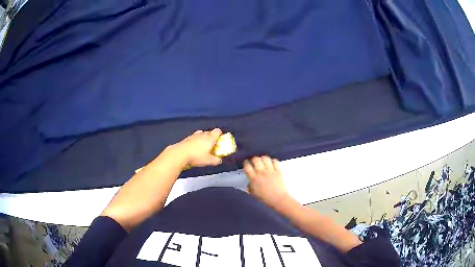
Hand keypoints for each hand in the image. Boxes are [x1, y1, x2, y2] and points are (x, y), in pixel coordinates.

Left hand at [171, 128, 222, 166]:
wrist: (179, 154)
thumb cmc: (196, 156)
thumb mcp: (209, 161)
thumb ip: (216, 160)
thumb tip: (219, 160)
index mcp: (210, 138)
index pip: (217, 131)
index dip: (219, 135)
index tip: (219, 141)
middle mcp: (202, 134)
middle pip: (209, 132)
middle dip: (211, 138)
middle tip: (211, 146)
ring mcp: (193, 135)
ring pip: (200, 134)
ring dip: (202, 139)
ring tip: (202, 147)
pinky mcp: (186, 139)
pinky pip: (193, 138)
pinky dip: (195, 142)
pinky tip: (193, 149)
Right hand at [244, 156, 291, 209]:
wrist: (279, 200)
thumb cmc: (265, 199)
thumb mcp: (254, 194)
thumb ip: (250, 187)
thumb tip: (250, 182)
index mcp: (254, 178)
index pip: (247, 166)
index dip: (246, 163)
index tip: (246, 163)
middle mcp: (261, 172)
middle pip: (256, 159)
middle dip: (254, 159)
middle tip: (254, 162)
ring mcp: (271, 171)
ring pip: (265, 158)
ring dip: (263, 158)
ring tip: (263, 162)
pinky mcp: (278, 171)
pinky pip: (275, 161)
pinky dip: (272, 161)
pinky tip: (271, 164)